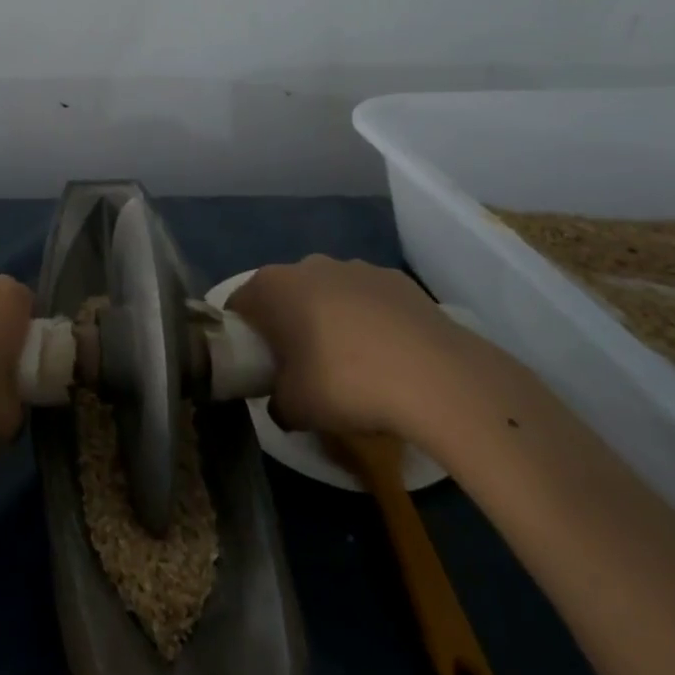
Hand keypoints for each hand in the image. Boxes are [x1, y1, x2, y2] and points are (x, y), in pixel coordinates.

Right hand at [228, 255, 468, 437]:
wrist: (435, 377)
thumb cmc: (345, 384)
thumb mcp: (294, 409)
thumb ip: (275, 402)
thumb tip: (281, 402)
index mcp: (272, 287)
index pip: (239, 304)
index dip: (242, 336)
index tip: (256, 365)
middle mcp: (308, 265)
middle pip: (284, 294)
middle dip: (287, 324)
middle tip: (300, 367)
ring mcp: (355, 267)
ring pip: (327, 293)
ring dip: (329, 319)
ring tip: (351, 363)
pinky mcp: (396, 279)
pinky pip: (368, 299)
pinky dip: (369, 320)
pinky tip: (387, 355)